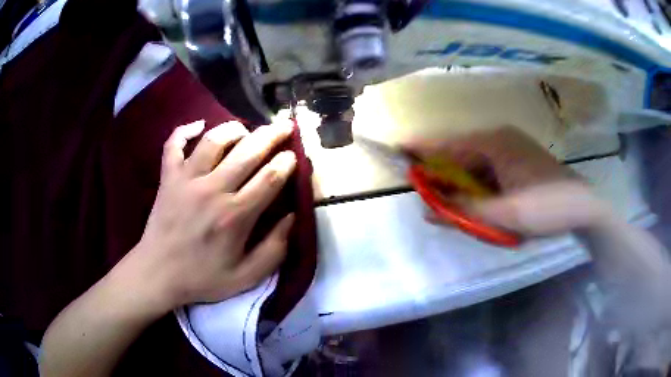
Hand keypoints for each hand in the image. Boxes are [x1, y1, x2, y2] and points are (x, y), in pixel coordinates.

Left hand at [123, 119, 296, 312]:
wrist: (158, 274)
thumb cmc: (202, 278)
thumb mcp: (246, 277)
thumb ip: (275, 250)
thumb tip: (292, 217)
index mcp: (235, 216)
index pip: (270, 178)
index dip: (287, 162)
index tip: (294, 156)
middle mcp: (212, 190)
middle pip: (248, 151)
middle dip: (272, 135)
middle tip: (285, 125)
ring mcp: (186, 180)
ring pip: (213, 140)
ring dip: (234, 129)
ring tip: (245, 130)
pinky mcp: (168, 177)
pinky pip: (174, 145)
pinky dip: (184, 130)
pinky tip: (198, 125)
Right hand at [410, 126, 610, 235]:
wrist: (584, 206)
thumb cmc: (546, 207)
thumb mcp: (505, 215)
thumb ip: (464, 213)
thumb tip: (427, 211)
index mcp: (495, 142)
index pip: (449, 145)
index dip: (422, 150)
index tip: (397, 151)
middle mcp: (501, 138)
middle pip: (462, 155)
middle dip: (444, 175)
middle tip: (429, 195)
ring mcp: (513, 148)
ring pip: (477, 164)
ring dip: (464, 183)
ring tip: (456, 204)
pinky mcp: (521, 160)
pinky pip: (491, 169)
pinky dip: (480, 185)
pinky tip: (482, 201)